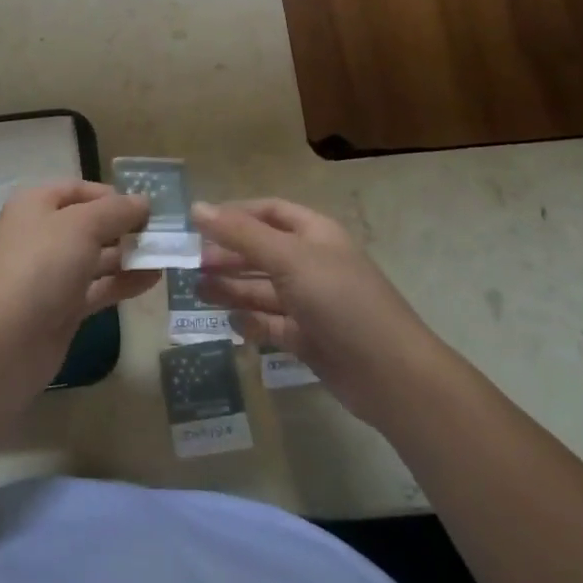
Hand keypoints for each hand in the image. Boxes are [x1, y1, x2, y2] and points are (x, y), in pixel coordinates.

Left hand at [0, 181, 154, 384]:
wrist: (4, 342)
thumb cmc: (41, 267)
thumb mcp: (82, 226)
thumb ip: (117, 211)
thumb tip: (144, 201)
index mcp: (36, 205)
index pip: (79, 189)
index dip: (113, 195)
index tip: (149, 208)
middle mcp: (42, 234)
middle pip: (90, 223)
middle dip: (126, 227)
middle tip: (166, 234)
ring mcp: (51, 273)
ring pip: (96, 257)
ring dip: (130, 256)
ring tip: (167, 257)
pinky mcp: (61, 307)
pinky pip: (98, 287)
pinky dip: (123, 282)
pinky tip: (153, 280)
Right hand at [194, 198, 439, 424]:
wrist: (391, 375)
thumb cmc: (340, 301)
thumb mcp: (288, 259)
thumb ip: (241, 234)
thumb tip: (196, 207)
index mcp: (315, 234)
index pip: (269, 212)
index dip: (234, 214)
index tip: (197, 224)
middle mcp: (312, 264)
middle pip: (262, 251)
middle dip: (228, 254)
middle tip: (191, 263)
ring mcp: (311, 303)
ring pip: (263, 289)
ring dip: (231, 287)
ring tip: (196, 291)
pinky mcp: (308, 338)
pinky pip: (271, 324)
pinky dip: (250, 321)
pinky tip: (229, 321)